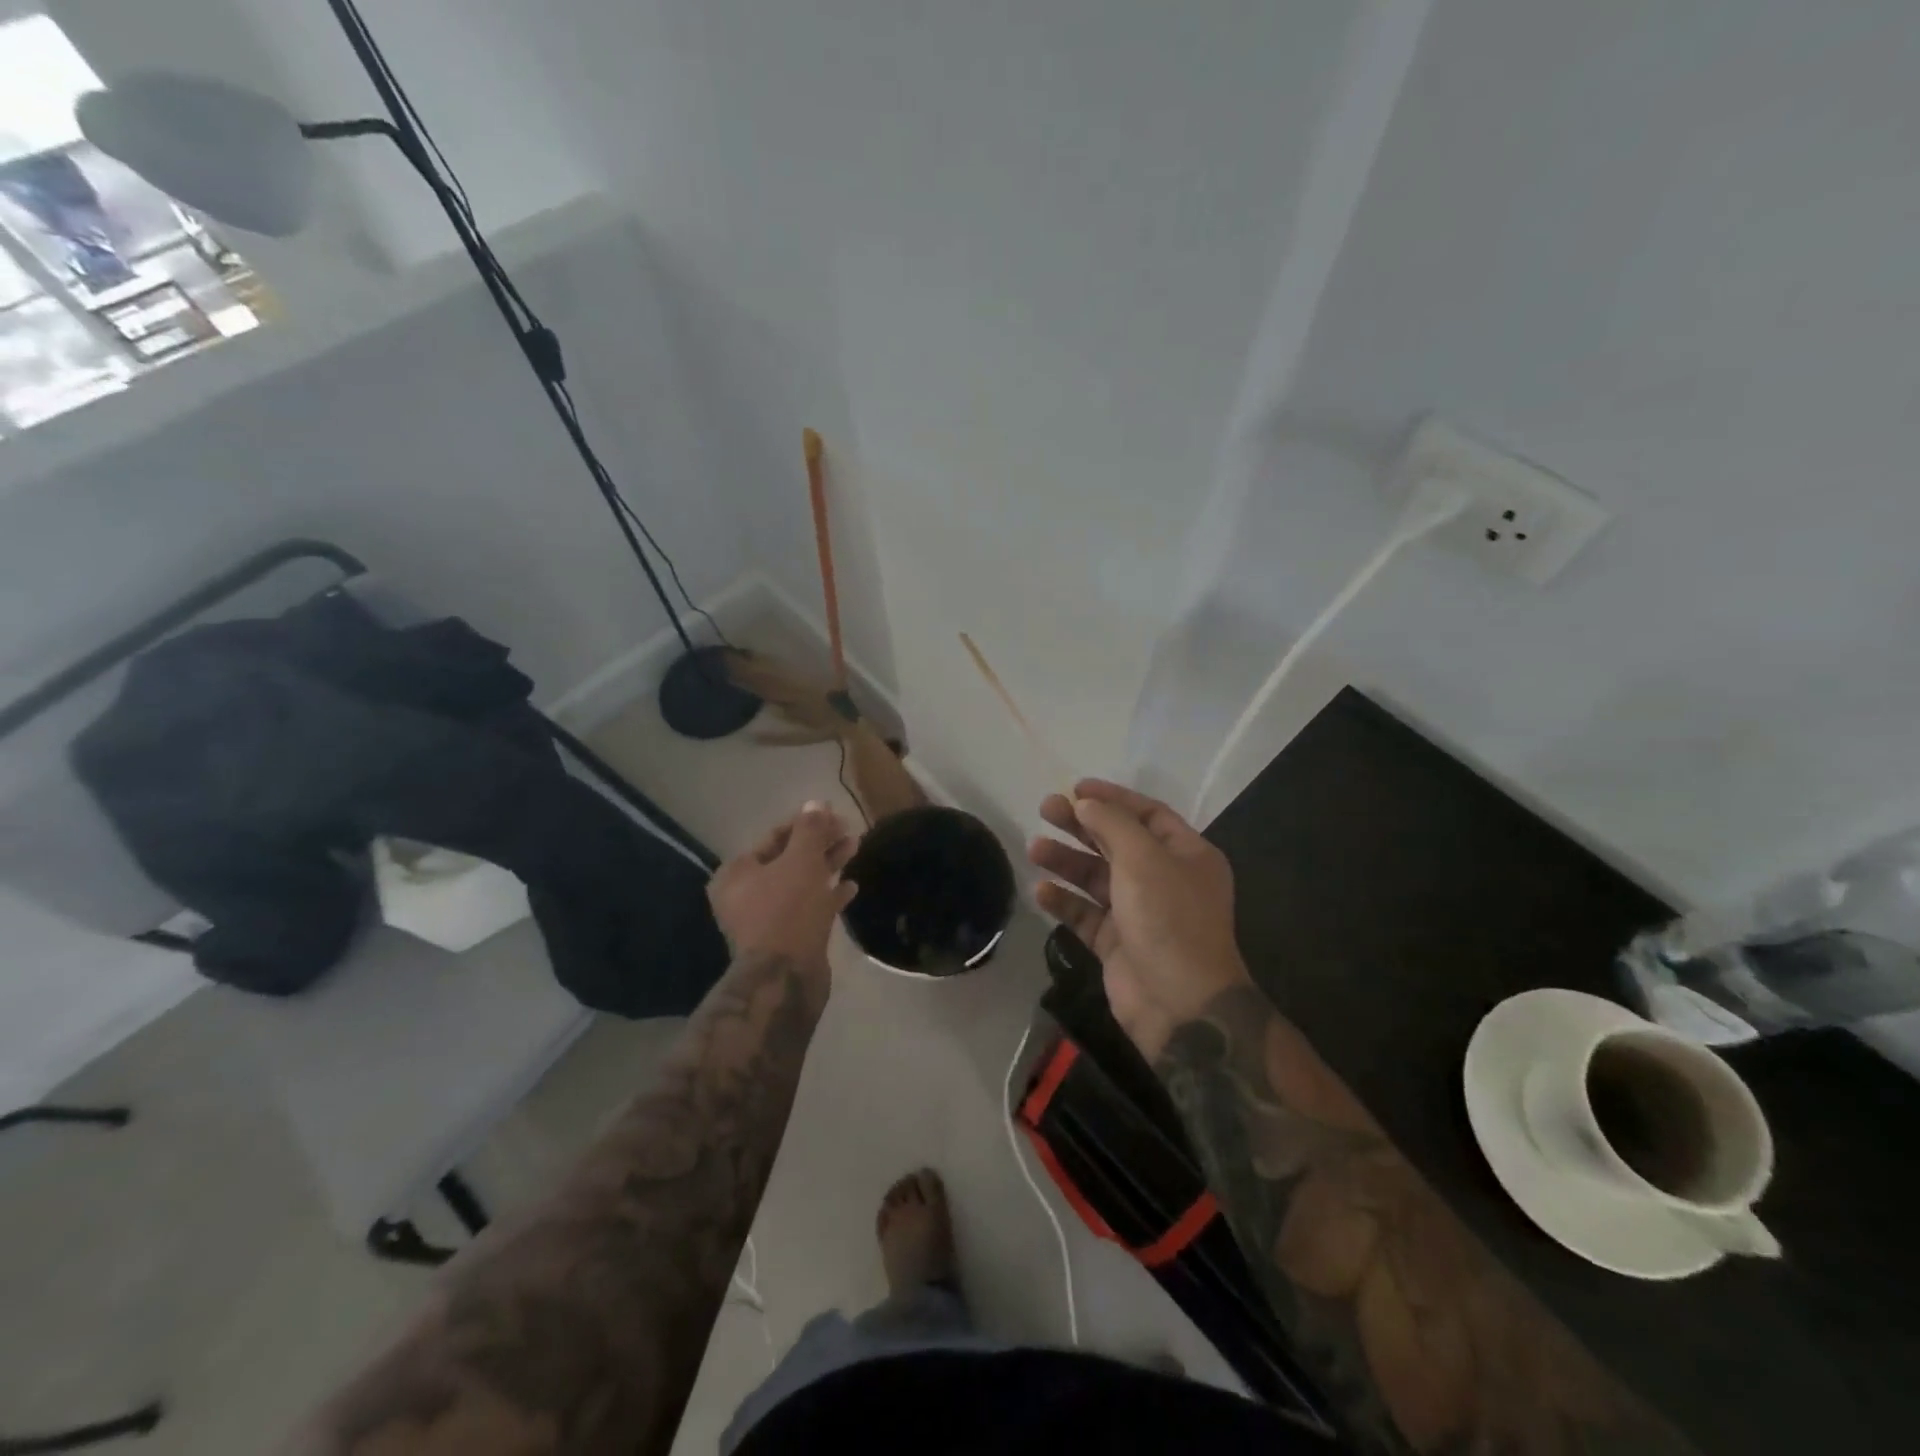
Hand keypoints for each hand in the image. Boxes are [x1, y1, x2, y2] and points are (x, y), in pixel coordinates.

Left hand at [709, 800, 858, 986]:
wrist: (785, 978)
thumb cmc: (787, 910)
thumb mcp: (801, 861)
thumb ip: (809, 829)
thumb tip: (815, 803)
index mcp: (737, 873)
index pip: (775, 836)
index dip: (806, 823)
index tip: (835, 816)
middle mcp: (745, 895)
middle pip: (788, 859)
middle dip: (820, 844)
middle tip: (849, 831)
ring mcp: (766, 919)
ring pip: (801, 883)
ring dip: (827, 866)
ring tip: (855, 849)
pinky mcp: (787, 938)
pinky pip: (808, 908)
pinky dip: (828, 895)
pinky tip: (851, 887)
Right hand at [1029, 779, 1250, 1057]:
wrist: (1181, 1005)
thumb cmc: (1169, 919)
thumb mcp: (1144, 859)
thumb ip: (1112, 824)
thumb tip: (1086, 803)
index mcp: (1186, 855)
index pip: (1148, 814)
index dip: (1113, 798)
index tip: (1076, 788)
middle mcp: (1165, 879)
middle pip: (1117, 842)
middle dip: (1081, 826)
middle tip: (1045, 809)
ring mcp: (1140, 913)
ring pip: (1097, 877)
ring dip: (1067, 861)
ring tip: (1034, 849)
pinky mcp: (1117, 943)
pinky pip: (1086, 914)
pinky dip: (1065, 902)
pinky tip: (1041, 891)